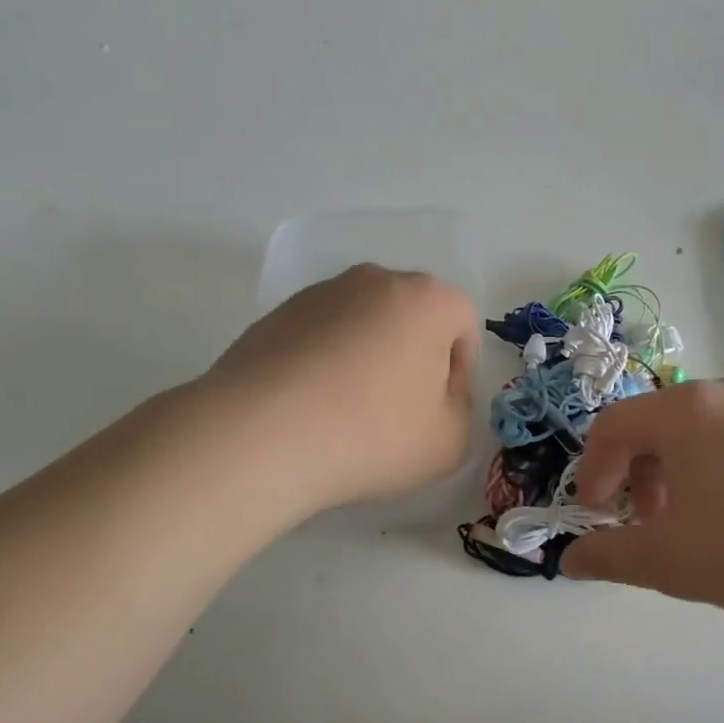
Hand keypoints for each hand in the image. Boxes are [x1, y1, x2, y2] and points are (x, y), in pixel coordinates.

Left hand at [203, 265, 479, 518]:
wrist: (260, 435)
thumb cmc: (372, 434)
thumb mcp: (448, 442)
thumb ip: (460, 411)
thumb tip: (438, 394)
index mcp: (427, 299)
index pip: (463, 323)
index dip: (461, 371)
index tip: (440, 411)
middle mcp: (375, 281)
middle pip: (413, 317)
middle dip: (415, 358)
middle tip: (400, 410)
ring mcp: (320, 294)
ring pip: (365, 324)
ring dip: (368, 358)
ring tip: (349, 412)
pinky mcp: (276, 314)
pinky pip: (322, 337)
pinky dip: (327, 363)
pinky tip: (312, 407)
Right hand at [561, 379, 723, 626]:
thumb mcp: (665, 561)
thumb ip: (607, 556)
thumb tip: (569, 561)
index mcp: (683, 411)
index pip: (613, 425)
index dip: (594, 471)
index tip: (600, 516)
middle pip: (656, 425)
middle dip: (637, 476)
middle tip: (647, 525)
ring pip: (699, 434)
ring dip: (677, 475)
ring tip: (694, 527)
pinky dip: (719, 472)